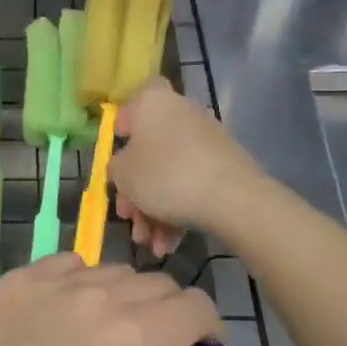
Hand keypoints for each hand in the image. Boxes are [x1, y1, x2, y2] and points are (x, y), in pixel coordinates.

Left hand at [0, 255, 268, 345]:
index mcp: (138, 334)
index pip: (197, 304)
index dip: (206, 329)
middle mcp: (100, 293)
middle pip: (157, 284)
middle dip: (167, 312)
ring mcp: (53, 282)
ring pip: (112, 271)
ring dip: (123, 295)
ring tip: (106, 334)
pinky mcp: (16, 280)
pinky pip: (66, 263)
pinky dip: (78, 281)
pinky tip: (65, 315)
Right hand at [111, 78, 264, 256]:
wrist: (231, 198)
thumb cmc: (165, 175)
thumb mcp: (123, 175)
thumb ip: (115, 168)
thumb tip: (123, 167)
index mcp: (153, 102)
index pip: (134, 102)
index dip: (123, 127)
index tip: (117, 157)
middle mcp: (181, 113)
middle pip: (149, 150)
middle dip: (136, 190)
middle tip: (129, 219)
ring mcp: (206, 140)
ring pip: (169, 174)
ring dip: (154, 210)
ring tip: (149, 243)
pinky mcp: (224, 165)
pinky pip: (191, 185)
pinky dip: (177, 212)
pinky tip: (168, 244)